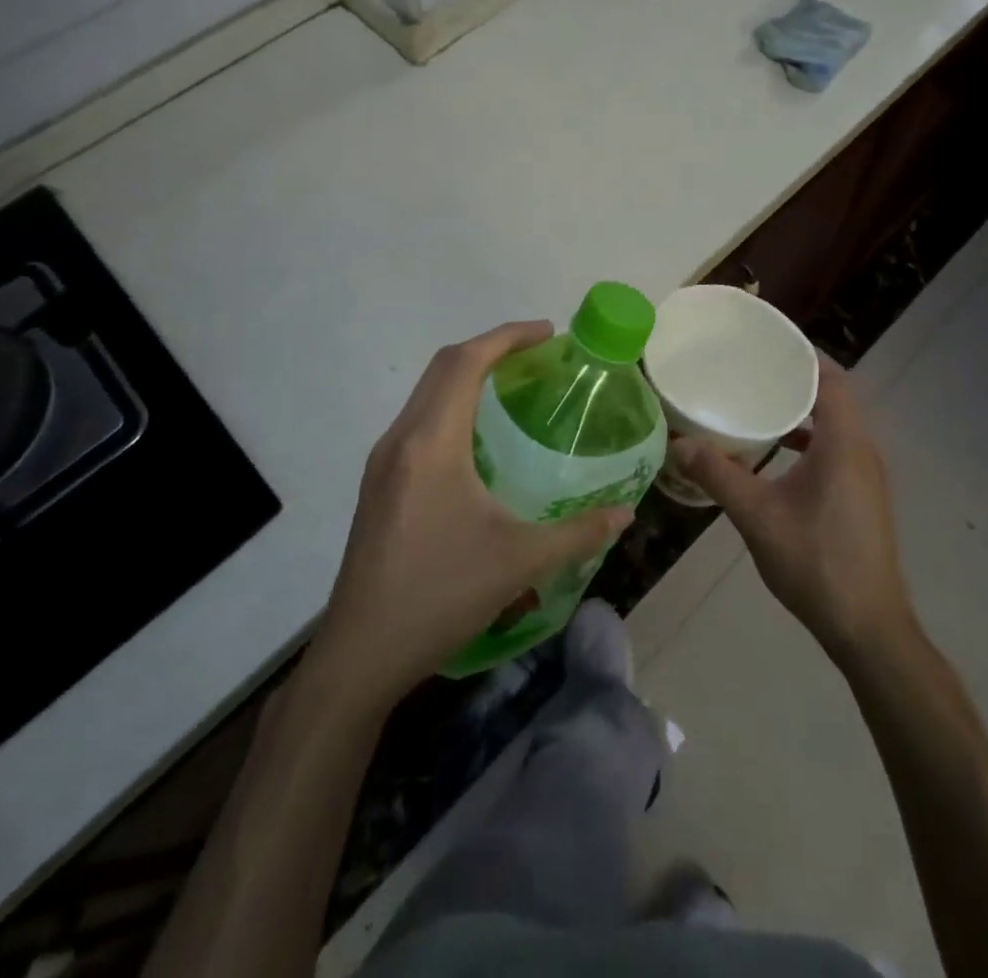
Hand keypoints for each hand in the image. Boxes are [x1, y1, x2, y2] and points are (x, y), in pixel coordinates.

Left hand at [312, 321, 632, 706]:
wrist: (361, 653)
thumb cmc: (440, 596)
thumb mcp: (520, 562)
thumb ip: (578, 533)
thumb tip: (625, 514)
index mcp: (431, 443)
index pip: (465, 363)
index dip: (507, 337)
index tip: (547, 333)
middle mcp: (401, 440)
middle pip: (442, 367)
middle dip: (489, 349)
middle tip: (536, 355)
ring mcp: (383, 462)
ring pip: (426, 393)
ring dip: (466, 377)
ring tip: (512, 388)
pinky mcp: (378, 484)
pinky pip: (418, 422)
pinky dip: (451, 406)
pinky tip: (479, 440)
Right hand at [672, 359, 911, 661]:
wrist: (868, 628)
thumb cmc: (816, 563)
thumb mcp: (758, 517)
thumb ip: (718, 475)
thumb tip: (677, 444)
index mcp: (844, 444)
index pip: (831, 378)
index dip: (803, 354)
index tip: (766, 341)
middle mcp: (862, 450)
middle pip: (834, 396)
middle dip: (796, 377)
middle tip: (752, 367)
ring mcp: (866, 475)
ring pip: (836, 424)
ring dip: (803, 409)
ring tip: (758, 401)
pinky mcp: (863, 495)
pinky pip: (836, 447)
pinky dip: (809, 438)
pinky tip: (776, 452)